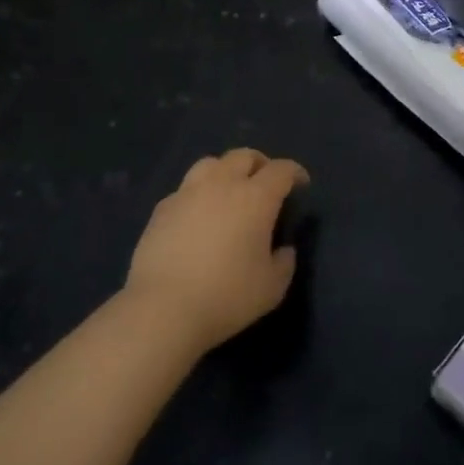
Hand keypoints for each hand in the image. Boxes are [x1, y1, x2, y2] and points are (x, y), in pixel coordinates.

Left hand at [126, 149, 308, 352]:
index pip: (281, 170)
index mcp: (256, 197)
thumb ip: (284, 262)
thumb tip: (283, 249)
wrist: (163, 309)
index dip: (295, 173)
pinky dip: (198, 194)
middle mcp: (222, 184)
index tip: (301, 184)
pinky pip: (185, 189)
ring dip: (226, 171)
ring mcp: (188, 193)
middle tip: (266, 183)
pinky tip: (198, 216)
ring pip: (211, 164)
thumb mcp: (272, 287)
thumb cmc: (226, 296)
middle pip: (244, 156)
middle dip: (260, 164)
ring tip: (229, 191)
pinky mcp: (162, 209)